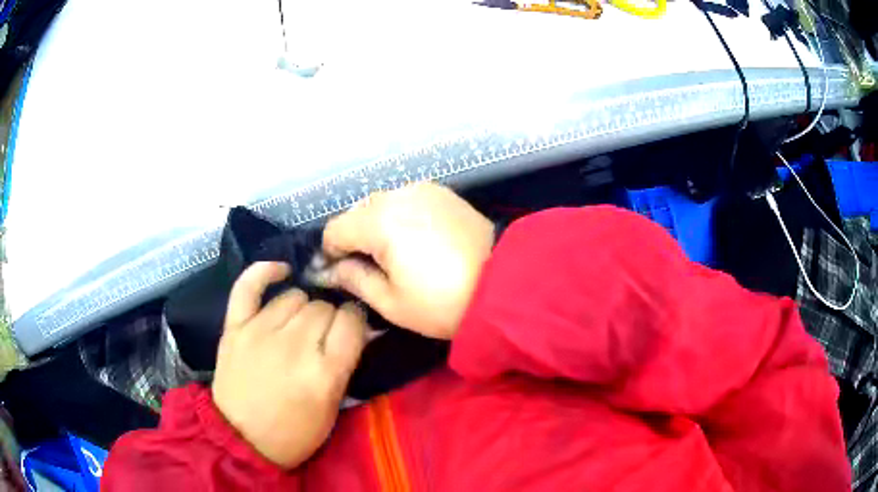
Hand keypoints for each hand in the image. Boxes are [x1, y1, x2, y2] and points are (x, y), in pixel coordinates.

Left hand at [212, 262, 366, 468]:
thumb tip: (354, 329)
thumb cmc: (294, 433)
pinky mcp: (235, 327)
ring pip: (295, 296)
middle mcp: (294, 345)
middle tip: (321, 336)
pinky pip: (249, 286)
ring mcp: (260, 332)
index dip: (356, 320)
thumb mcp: (332, 408)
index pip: (352, 321)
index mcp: (324, 372)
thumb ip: (344, 365)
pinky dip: (264, 272)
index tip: (351, 327)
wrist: (241, 439)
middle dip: (329, 318)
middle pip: (323, 306)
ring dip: (303, 307)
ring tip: (298, 324)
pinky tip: (280, 271)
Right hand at [321, 182, 493, 339]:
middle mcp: (398, 195)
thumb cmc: (444, 302)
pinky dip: (400, 215)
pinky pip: (407, 199)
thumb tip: (332, 269)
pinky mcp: (443, 192)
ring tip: (393, 253)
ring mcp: (423, 189)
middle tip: (369, 267)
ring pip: (382, 202)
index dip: (331, 253)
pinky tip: (415, 238)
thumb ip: (354, 279)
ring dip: (376, 224)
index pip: (335, 229)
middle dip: (354, 237)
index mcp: (379, 221)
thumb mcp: (391, 303)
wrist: (506, 284)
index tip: (340, 273)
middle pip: (357, 212)